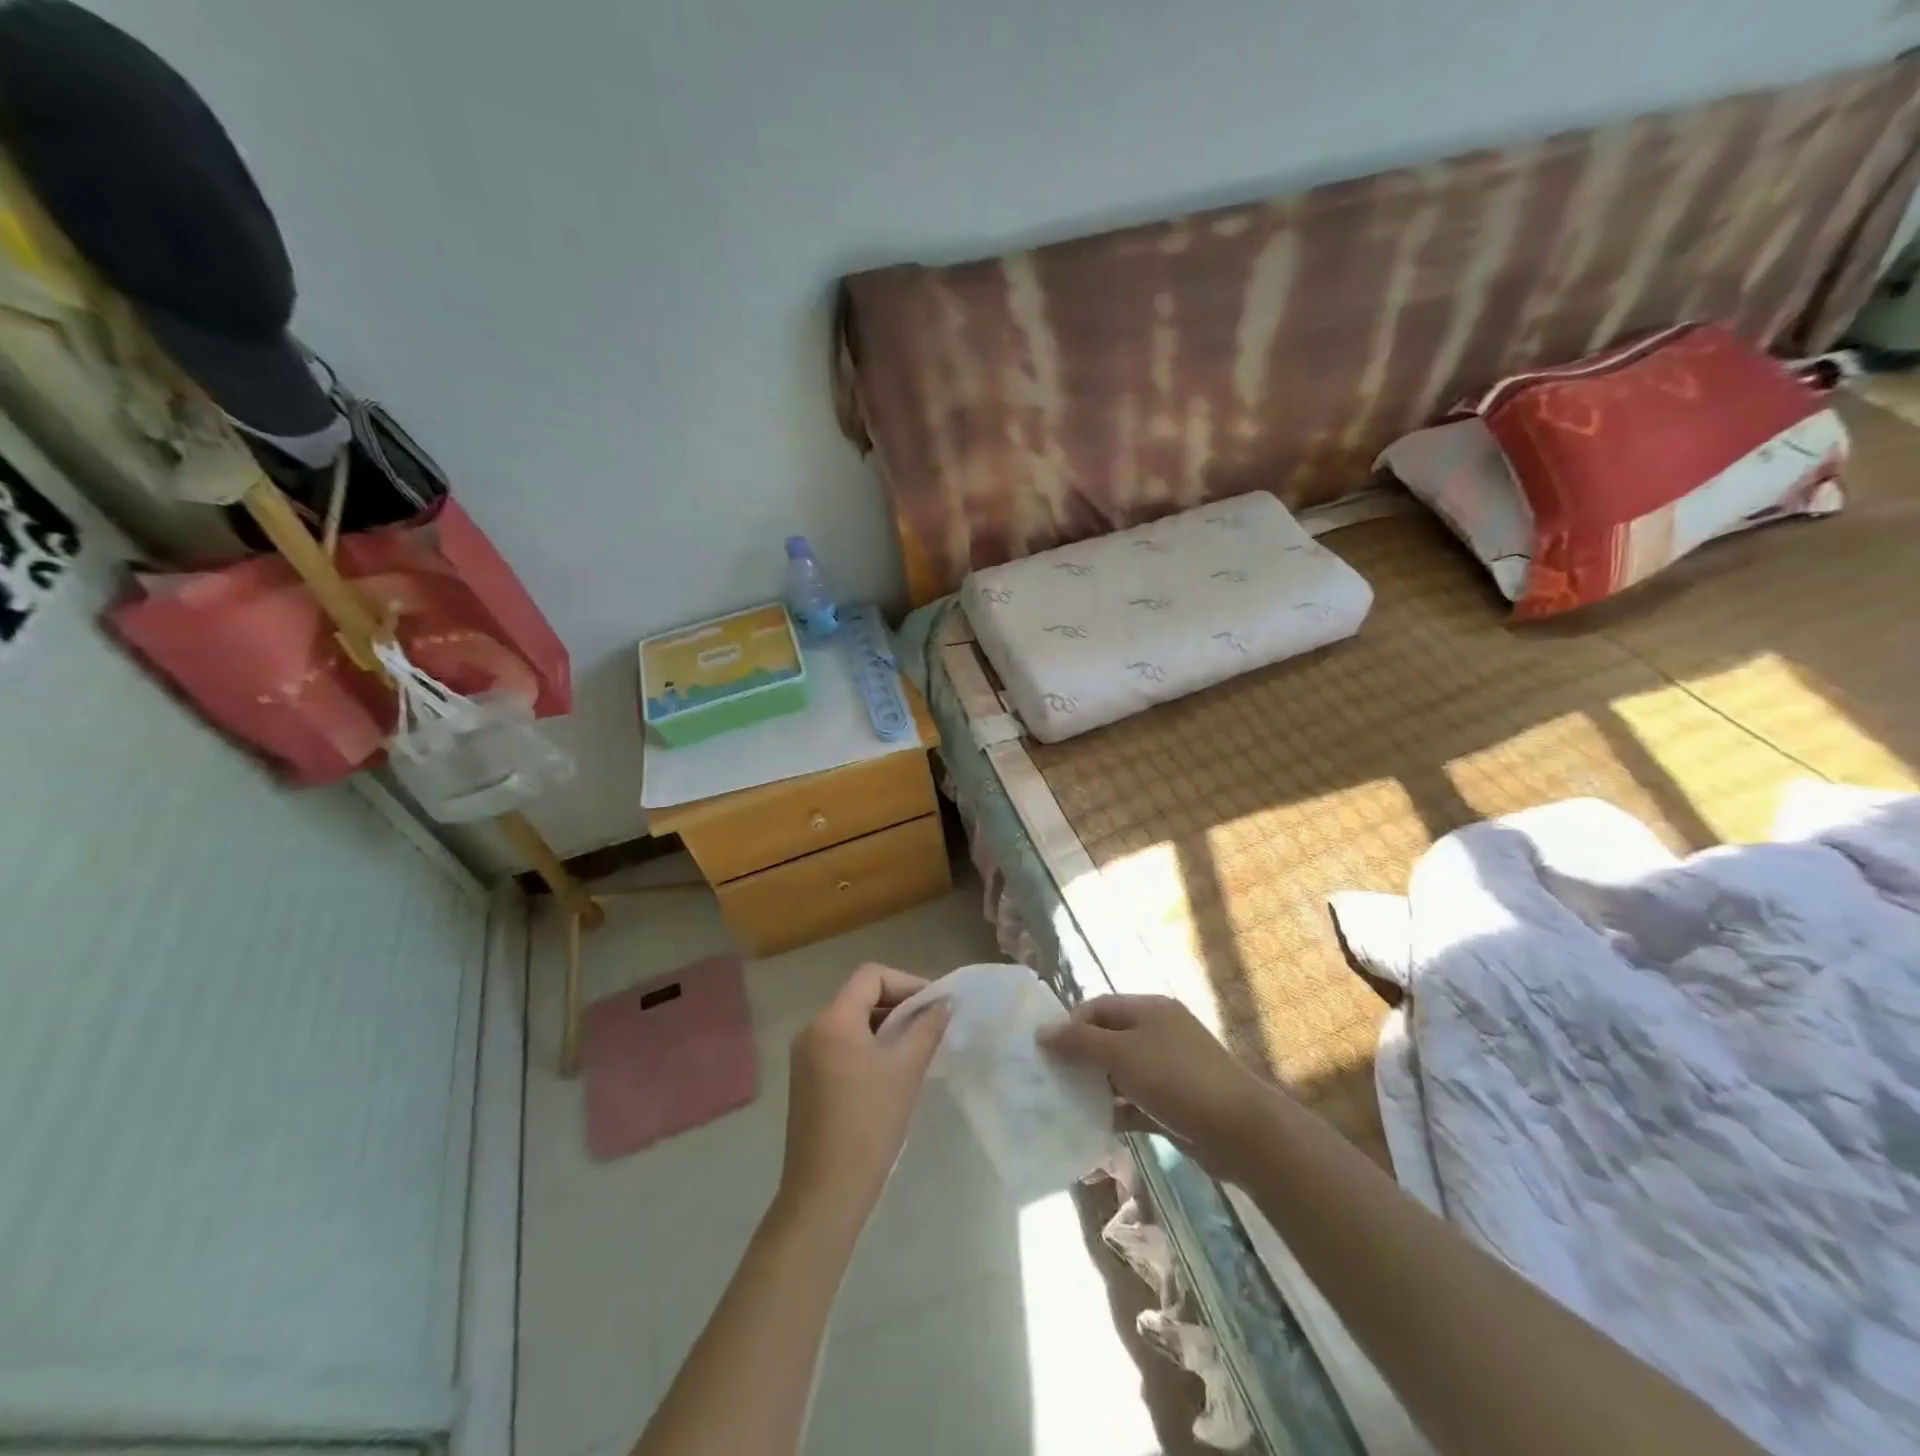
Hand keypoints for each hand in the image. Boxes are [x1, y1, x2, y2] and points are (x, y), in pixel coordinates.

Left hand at [777, 963, 950, 1235]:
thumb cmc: (869, 1123)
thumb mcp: (906, 1070)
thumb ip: (927, 1028)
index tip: (935, 1006)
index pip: (872, 976)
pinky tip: (891, 1071)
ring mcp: (805, 1056)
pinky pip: (841, 1046)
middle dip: (898, 1005)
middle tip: (932, 1026)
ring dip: (885, 1027)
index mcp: (832, 1019)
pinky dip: (868, 1047)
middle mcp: (812, 1029)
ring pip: (852, 1022)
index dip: (907, 983)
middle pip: (860, 996)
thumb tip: (946, 1003)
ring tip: (916, 1048)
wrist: (825, 1192)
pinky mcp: (806, 1080)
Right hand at [1041, 995, 1269, 1163]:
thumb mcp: (1122, 1055)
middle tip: (1051, 1080)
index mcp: (1148, 1009)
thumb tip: (1042, 1031)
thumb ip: (1080, 1042)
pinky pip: (1135, 1101)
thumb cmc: (1177, 1079)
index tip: (1046, 1052)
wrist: (1240, 1130)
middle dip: (1079, 1057)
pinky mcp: (1174, 1103)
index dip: (1070, 1025)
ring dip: (1095, 1086)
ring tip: (1065, 1105)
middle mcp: (1158, 1032)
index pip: (1098, 1007)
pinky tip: (1093, 1127)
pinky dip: (1115, 1110)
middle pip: (1108, 1038)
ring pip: (1120, 1072)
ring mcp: (1168, 1068)